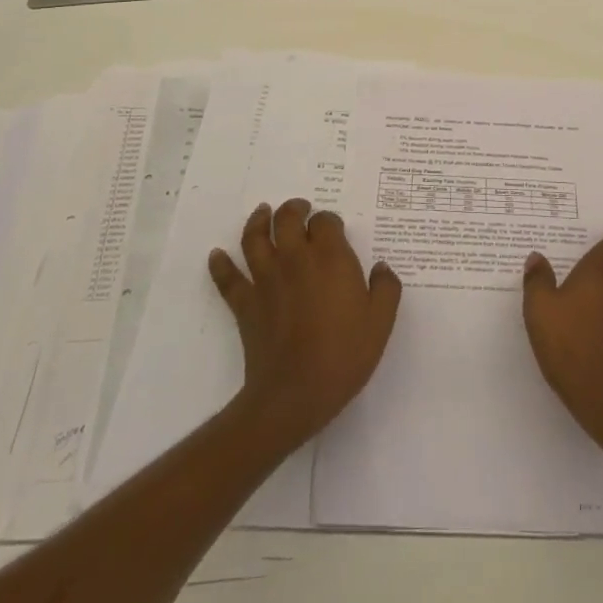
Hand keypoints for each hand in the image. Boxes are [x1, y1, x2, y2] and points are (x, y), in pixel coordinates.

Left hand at [209, 199, 401, 449]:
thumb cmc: (344, 355)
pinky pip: (228, 278)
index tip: (334, 230)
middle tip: (300, 209)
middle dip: (294, 209)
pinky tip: (217, 255)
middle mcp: (295, 259)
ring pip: (254, 238)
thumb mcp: (380, 322)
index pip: (325, 221)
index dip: (329, 221)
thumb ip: (385, 288)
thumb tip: (381, 268)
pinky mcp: (245, 304)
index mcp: (330, 258)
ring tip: (263, 213)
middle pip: (287, 219)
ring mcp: (265, 280)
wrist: (295, 394)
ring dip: (258, 221)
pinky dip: (220, 264)